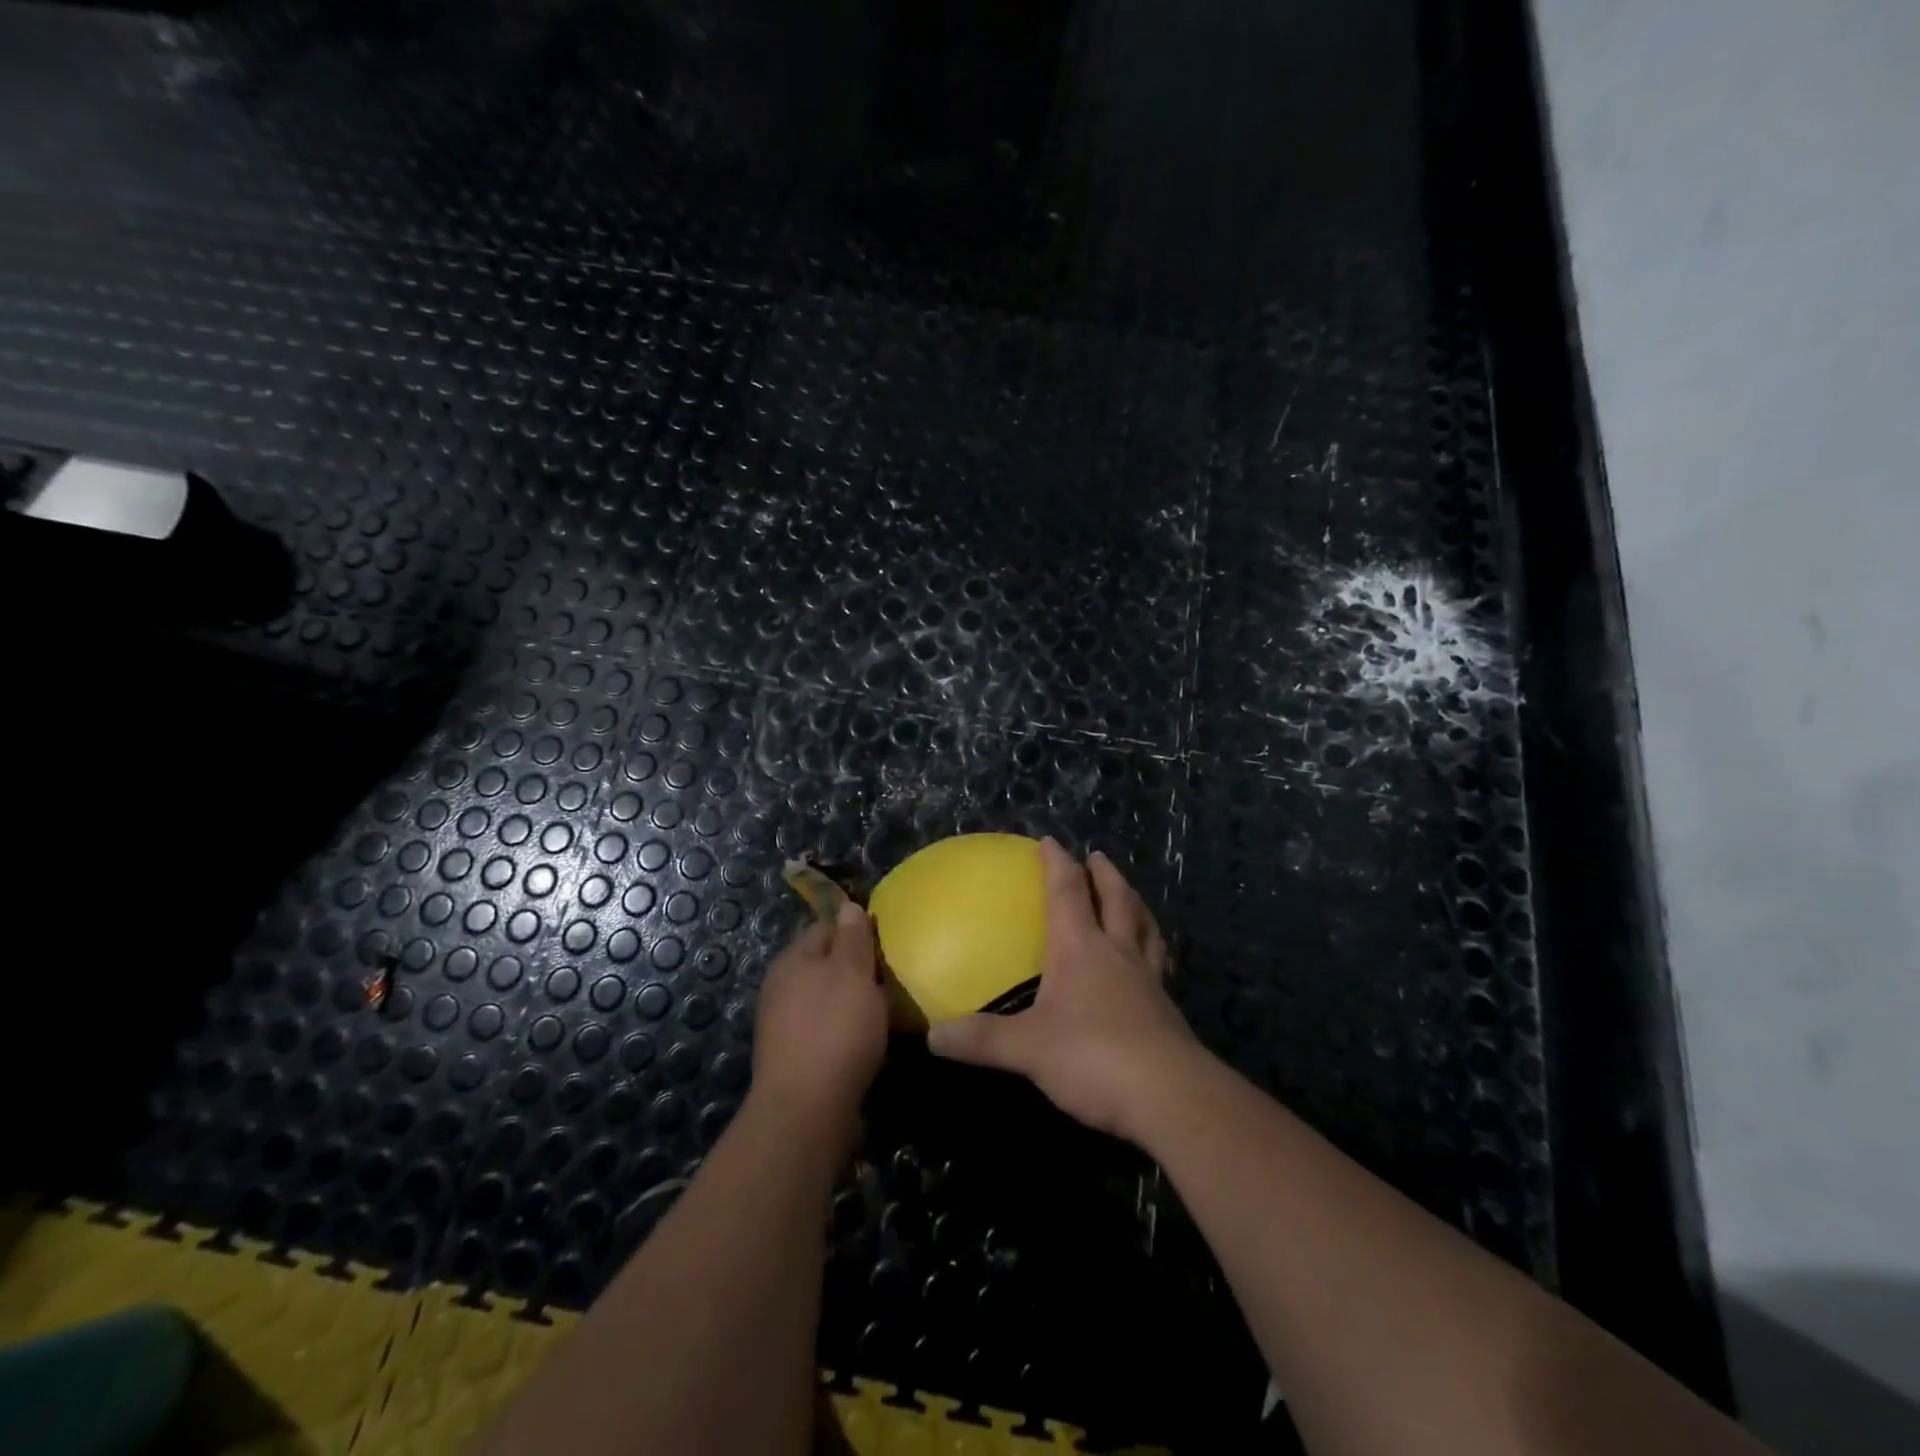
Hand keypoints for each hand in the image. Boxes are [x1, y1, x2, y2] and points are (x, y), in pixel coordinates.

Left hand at [750, 901, 888, 1135]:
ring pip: (830, 1000)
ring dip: (857, 1003)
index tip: (887, 940)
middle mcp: (783, 989)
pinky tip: (872, 1041)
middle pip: (827, 966)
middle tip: (894, 976)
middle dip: (859, 969)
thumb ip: (852, 937)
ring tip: (890, 1010)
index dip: (856, 929)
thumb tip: (848, 906)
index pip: (825, 927)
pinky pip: (830, 1032)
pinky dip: (851, 1031)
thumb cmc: (834, 1029)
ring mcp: (786, 1026)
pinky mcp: (797, 1059)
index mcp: (792, 960)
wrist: (806, 1110)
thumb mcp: (851, 972)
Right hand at [927, 838, 1204, 1142]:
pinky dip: (1150, 949)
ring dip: (1134, 904)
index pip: (1068, 892)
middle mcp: (1118, 954)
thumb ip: (982, 1039)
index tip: (1050, 841)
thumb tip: (934, 1036)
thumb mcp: (1028, 1049)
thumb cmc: (1093, 1056)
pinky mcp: (1167, 1011)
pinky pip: (1157, 965)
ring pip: (1144, 928)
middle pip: (1116, 900)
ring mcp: (1148, 981)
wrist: (1169, 1096)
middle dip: (1105, 874)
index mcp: (1082, 949)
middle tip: (1097, 856)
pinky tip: (1147, 962)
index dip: (1057, 864)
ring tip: (1129, 896)